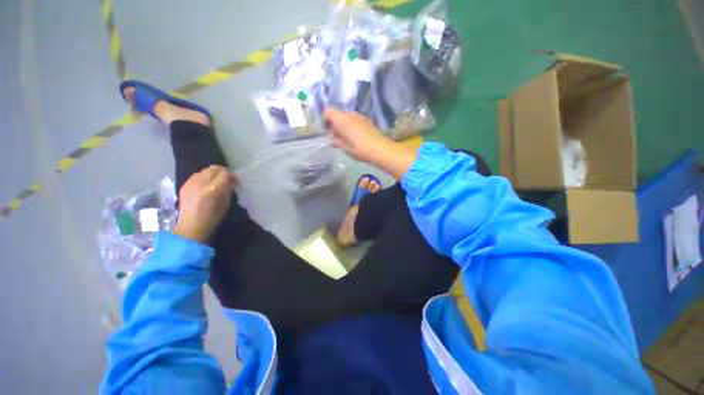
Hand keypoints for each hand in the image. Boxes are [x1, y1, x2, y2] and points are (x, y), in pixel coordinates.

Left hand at [173, 165, 236, 242]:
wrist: (191, 225)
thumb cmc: (213, 216)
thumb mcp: (226, 202)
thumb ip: (229, 189)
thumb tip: (232, 181)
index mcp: (215, 188)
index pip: (226, 173)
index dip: (232, 176)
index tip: (234, 181)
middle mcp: (202, 182)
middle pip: (215, 168)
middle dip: (222, 172)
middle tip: (226, 180)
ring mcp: (192, 182)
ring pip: (205, 170)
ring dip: (212, 174)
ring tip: (215, 182)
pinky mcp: (185, 184)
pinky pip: (197, 175)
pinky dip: (203, 177)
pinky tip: (205, 186)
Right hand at [324, 108, 390, 162]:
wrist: (378, 148)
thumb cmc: (358, 148)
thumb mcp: (344, 147)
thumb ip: (336, 141)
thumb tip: (334, 139)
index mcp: (341, 120)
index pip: (328, 112)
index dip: (325, 120)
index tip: (327, 131)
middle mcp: (350, 114)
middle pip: (339, 115)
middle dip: (336, 125)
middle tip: (337, 138)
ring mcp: (360, 116)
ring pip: (348, 118)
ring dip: (345, 126)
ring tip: (348, 139)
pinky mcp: (367, 120)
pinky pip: (356, 121)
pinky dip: (353, 127)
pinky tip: (357, 137)